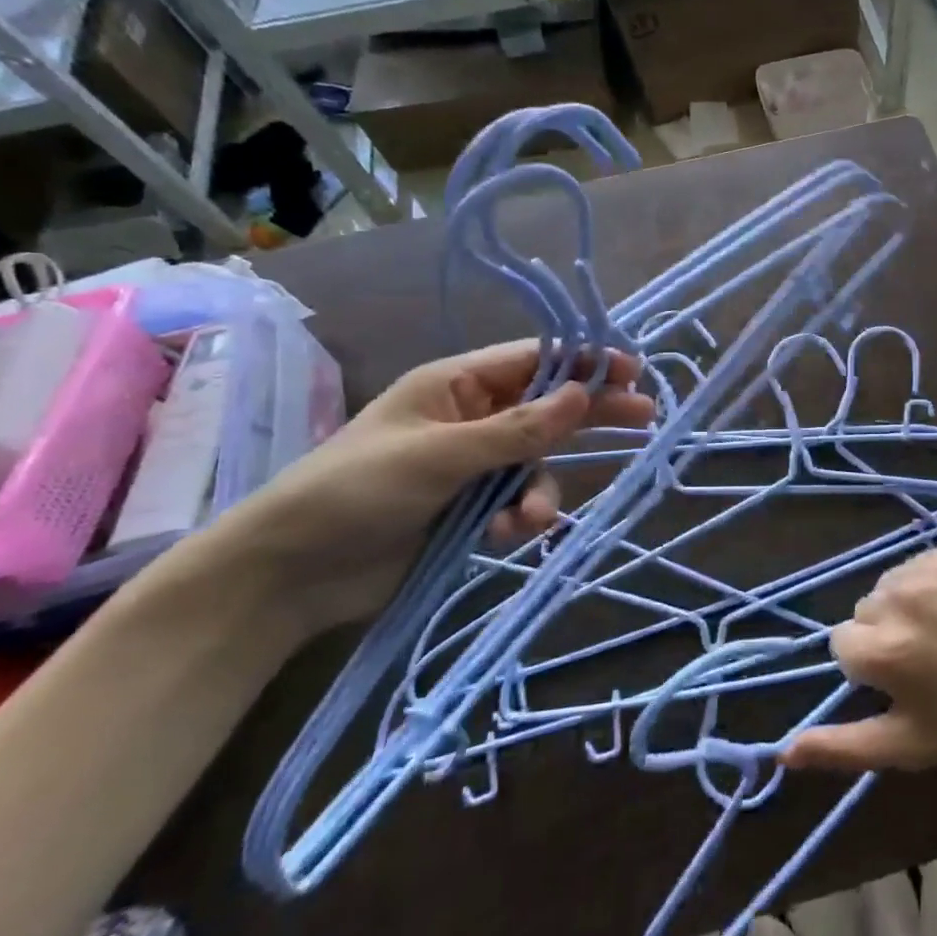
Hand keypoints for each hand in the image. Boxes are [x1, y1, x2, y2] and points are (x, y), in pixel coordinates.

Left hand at [197, 341, 653, 639]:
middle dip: (591, 413)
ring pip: (538, 465)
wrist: (291, 574)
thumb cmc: (356, 491)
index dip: (584, 362)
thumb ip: (517, 429)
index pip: (533, 361)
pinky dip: (521, 519)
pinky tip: (505, 537)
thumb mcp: (440, 454)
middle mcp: (471, 419)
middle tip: (645, 415)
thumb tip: (583, 394)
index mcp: (456, 385)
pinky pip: (519, 503)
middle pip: (547, 407)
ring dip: (542, 490)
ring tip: (529, 519)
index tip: (632, 369)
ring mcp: (474, 466)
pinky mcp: (473, 510)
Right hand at [782, 543, 936, 772]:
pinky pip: (921, 562)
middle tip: (931, 658)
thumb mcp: (907, 746)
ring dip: (907, 604)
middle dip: (887, 633)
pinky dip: (933, 581)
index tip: (907, 681)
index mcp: (879, 648)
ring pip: (891, 584)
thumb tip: (782, 751)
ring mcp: (927, 567)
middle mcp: (896, 597)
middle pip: (866, 611)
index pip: (843, 644)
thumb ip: (840, 747)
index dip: (872, 666)